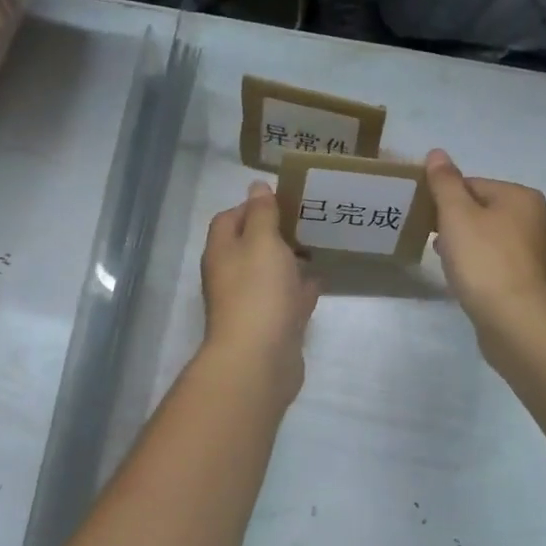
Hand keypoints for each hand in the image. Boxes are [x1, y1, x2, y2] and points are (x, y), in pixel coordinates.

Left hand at [201, 181, 319, 404]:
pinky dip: (301, 288)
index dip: (253, 205)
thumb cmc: (258, 292)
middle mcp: (232, 275)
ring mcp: (252, 303)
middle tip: (308, 218)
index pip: (230, 218)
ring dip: (290, 259)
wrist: (259, 359)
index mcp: (223, 252)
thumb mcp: (262, 241)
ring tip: (319, 243)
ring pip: (271, 273)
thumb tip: (256, 186)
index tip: (284, 198)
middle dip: (276, 232)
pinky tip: (322, 278)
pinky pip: (287, 299)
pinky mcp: (272, 325)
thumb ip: (262, 213)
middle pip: (251, 246)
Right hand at [425, 150, 545, 341]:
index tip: (426, 219)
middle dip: (455, 223)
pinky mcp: (532, 282)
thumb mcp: (456, 214)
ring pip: (491, 238)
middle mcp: (538, 220)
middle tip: (433, 242)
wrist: (515, 321)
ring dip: (467, 246)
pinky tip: (467, 281)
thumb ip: (445, 182)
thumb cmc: (484, 260)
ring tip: (447, 263)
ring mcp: (538, 253)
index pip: (473, 184)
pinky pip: (499, 263)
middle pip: (483, 210)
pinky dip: (481, 266)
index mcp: (523, 197)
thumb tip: (438, 153)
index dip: (445, 199)